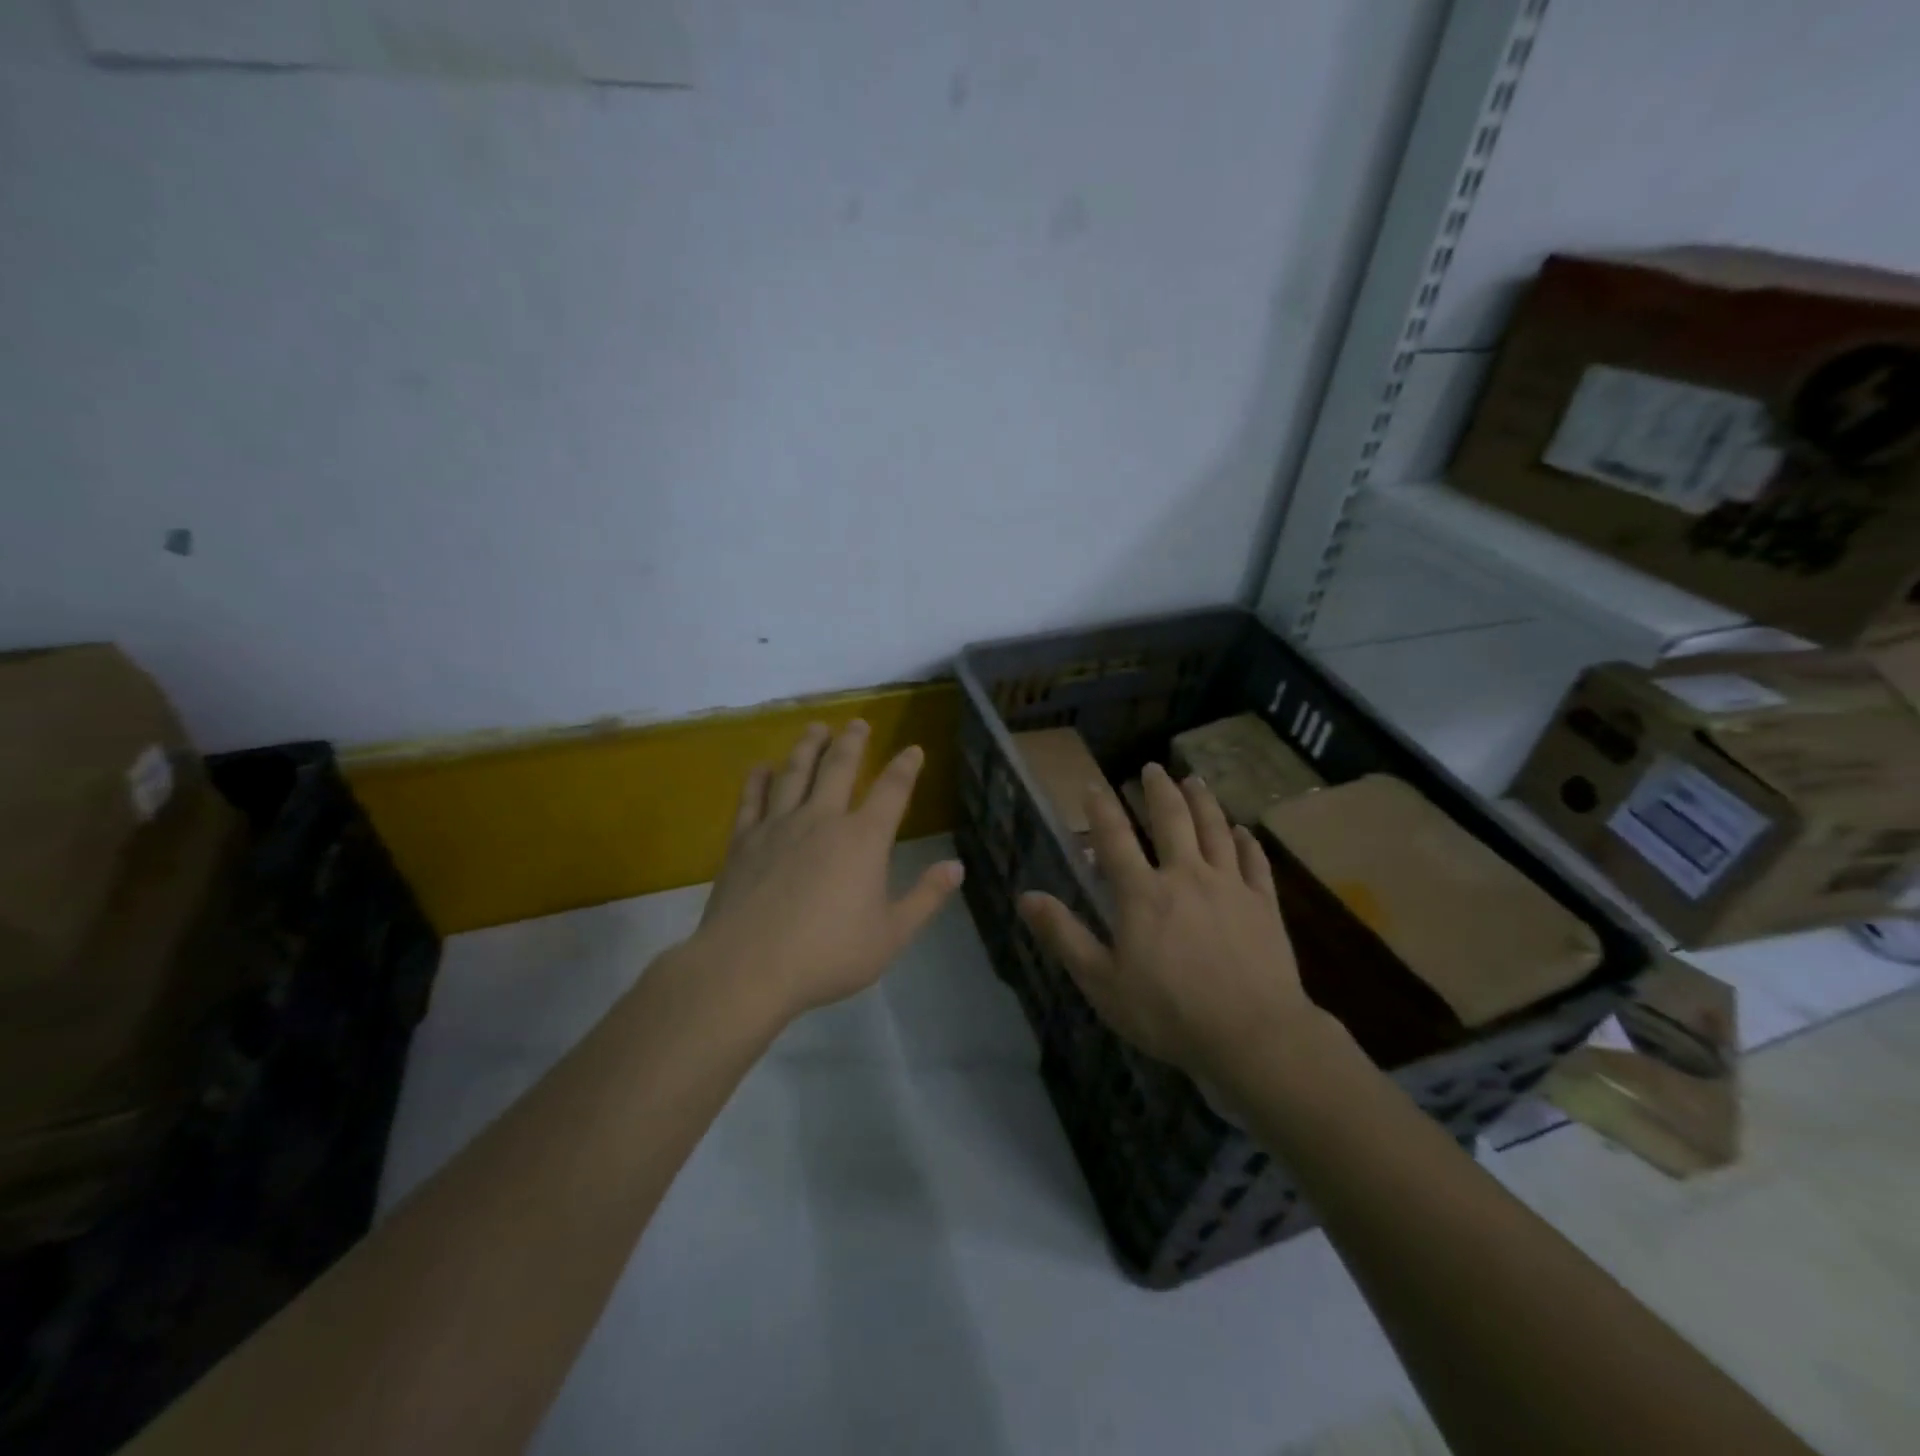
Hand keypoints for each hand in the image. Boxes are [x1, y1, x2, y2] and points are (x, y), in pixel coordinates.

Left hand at [687, 720, 963, 1024]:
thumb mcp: (891, 935)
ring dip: (807, 747)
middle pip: (839, 767)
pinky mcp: (744, 841)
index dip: (905, 766)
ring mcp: (778, 826)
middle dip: (852, 742)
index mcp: (863, 839)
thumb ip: (926, 897)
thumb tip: (957, 867)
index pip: (891, 790)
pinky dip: (757, 780)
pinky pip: (751, 800)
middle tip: (857, 722)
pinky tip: (760, 768)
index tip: (912, 749)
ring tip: (815, 728)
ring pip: (795, 773)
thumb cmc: (828, 954)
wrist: (748, 967)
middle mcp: (822, 820)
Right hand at [1018, 763, 1316, 1080]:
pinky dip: (1248, 842)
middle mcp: (1186, 876)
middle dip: (1159, 790)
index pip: (1116, 838)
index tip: (1092, 786)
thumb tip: (1026, 896)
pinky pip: (1255, 862)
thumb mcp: (1102, 981)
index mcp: (1142, 893)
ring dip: (1203, 801)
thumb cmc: (1169, 1012)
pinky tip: (1244, 831)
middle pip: (1172, 820)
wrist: (1253, 1035)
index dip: (1102, 809)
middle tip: (1152, 767)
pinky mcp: (1264, 905)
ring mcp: (1230, 886)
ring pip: (1216, 830)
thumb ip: (1065, 935)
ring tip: (1194, 780)